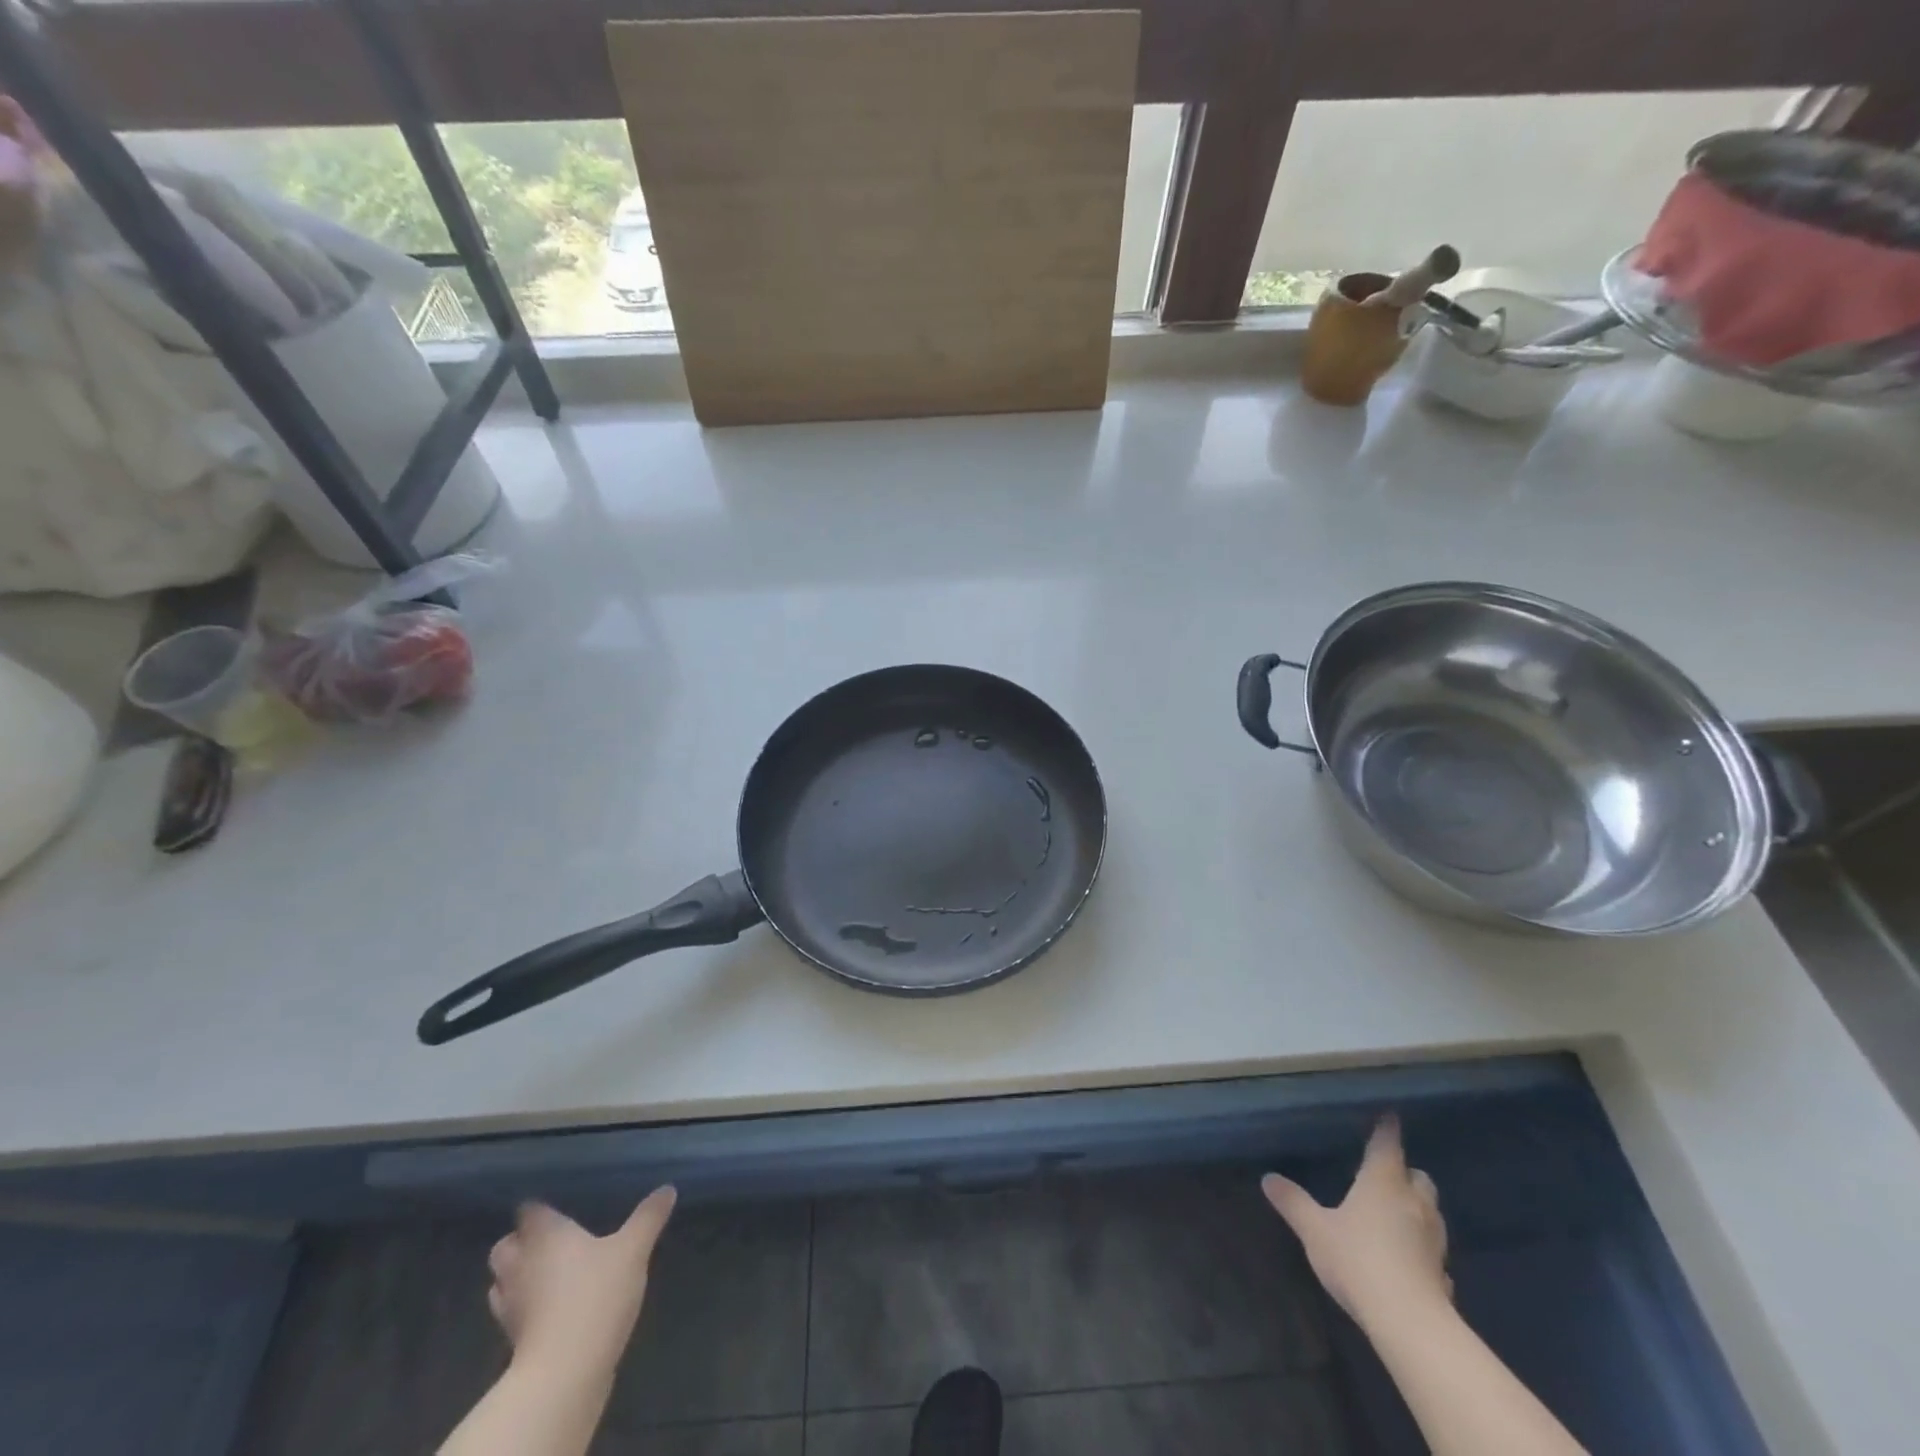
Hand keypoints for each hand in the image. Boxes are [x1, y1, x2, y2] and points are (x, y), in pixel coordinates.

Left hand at [486, 1187, 676, 1377]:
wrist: (565, 1371)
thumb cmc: (596, 1294)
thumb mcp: (634, 1249)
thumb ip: (648, 1218)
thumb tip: (667, 1189)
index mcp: (545, 1235)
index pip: (529, 1211)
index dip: (540, 1209)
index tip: (556, 1207)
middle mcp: (521, 1264)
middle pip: (505, 1246)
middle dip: (520, 1243)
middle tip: (549, 1241)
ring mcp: (511, 1305)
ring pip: (502, 1282)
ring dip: (518, 1276)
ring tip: (547, 1274)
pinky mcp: (512, 1340)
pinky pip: (512, 1313)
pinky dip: (524, 1308)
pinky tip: (550, 1308)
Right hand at [1262, 1116, 1450, 1331]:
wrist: (1410, 1323)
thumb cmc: (1358, 1260)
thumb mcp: (1315, 1230)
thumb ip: (1293, 1203)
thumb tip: (1268, 1178)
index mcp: (1383, 1182)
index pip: (1388, 1144)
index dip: (1387, 1128)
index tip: (1390, 1115)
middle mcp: (1413, 1203)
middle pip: (1419, 1177)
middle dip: (1406, 1173)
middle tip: (1387, 1174)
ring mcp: (1433, 1240)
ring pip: (1431, 1212)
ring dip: (1417, 1208)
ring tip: (1396, 1213)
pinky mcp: (1443, 1273)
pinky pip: (1434, 1251)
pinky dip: (1423, 1247)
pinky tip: (1409, 1258)